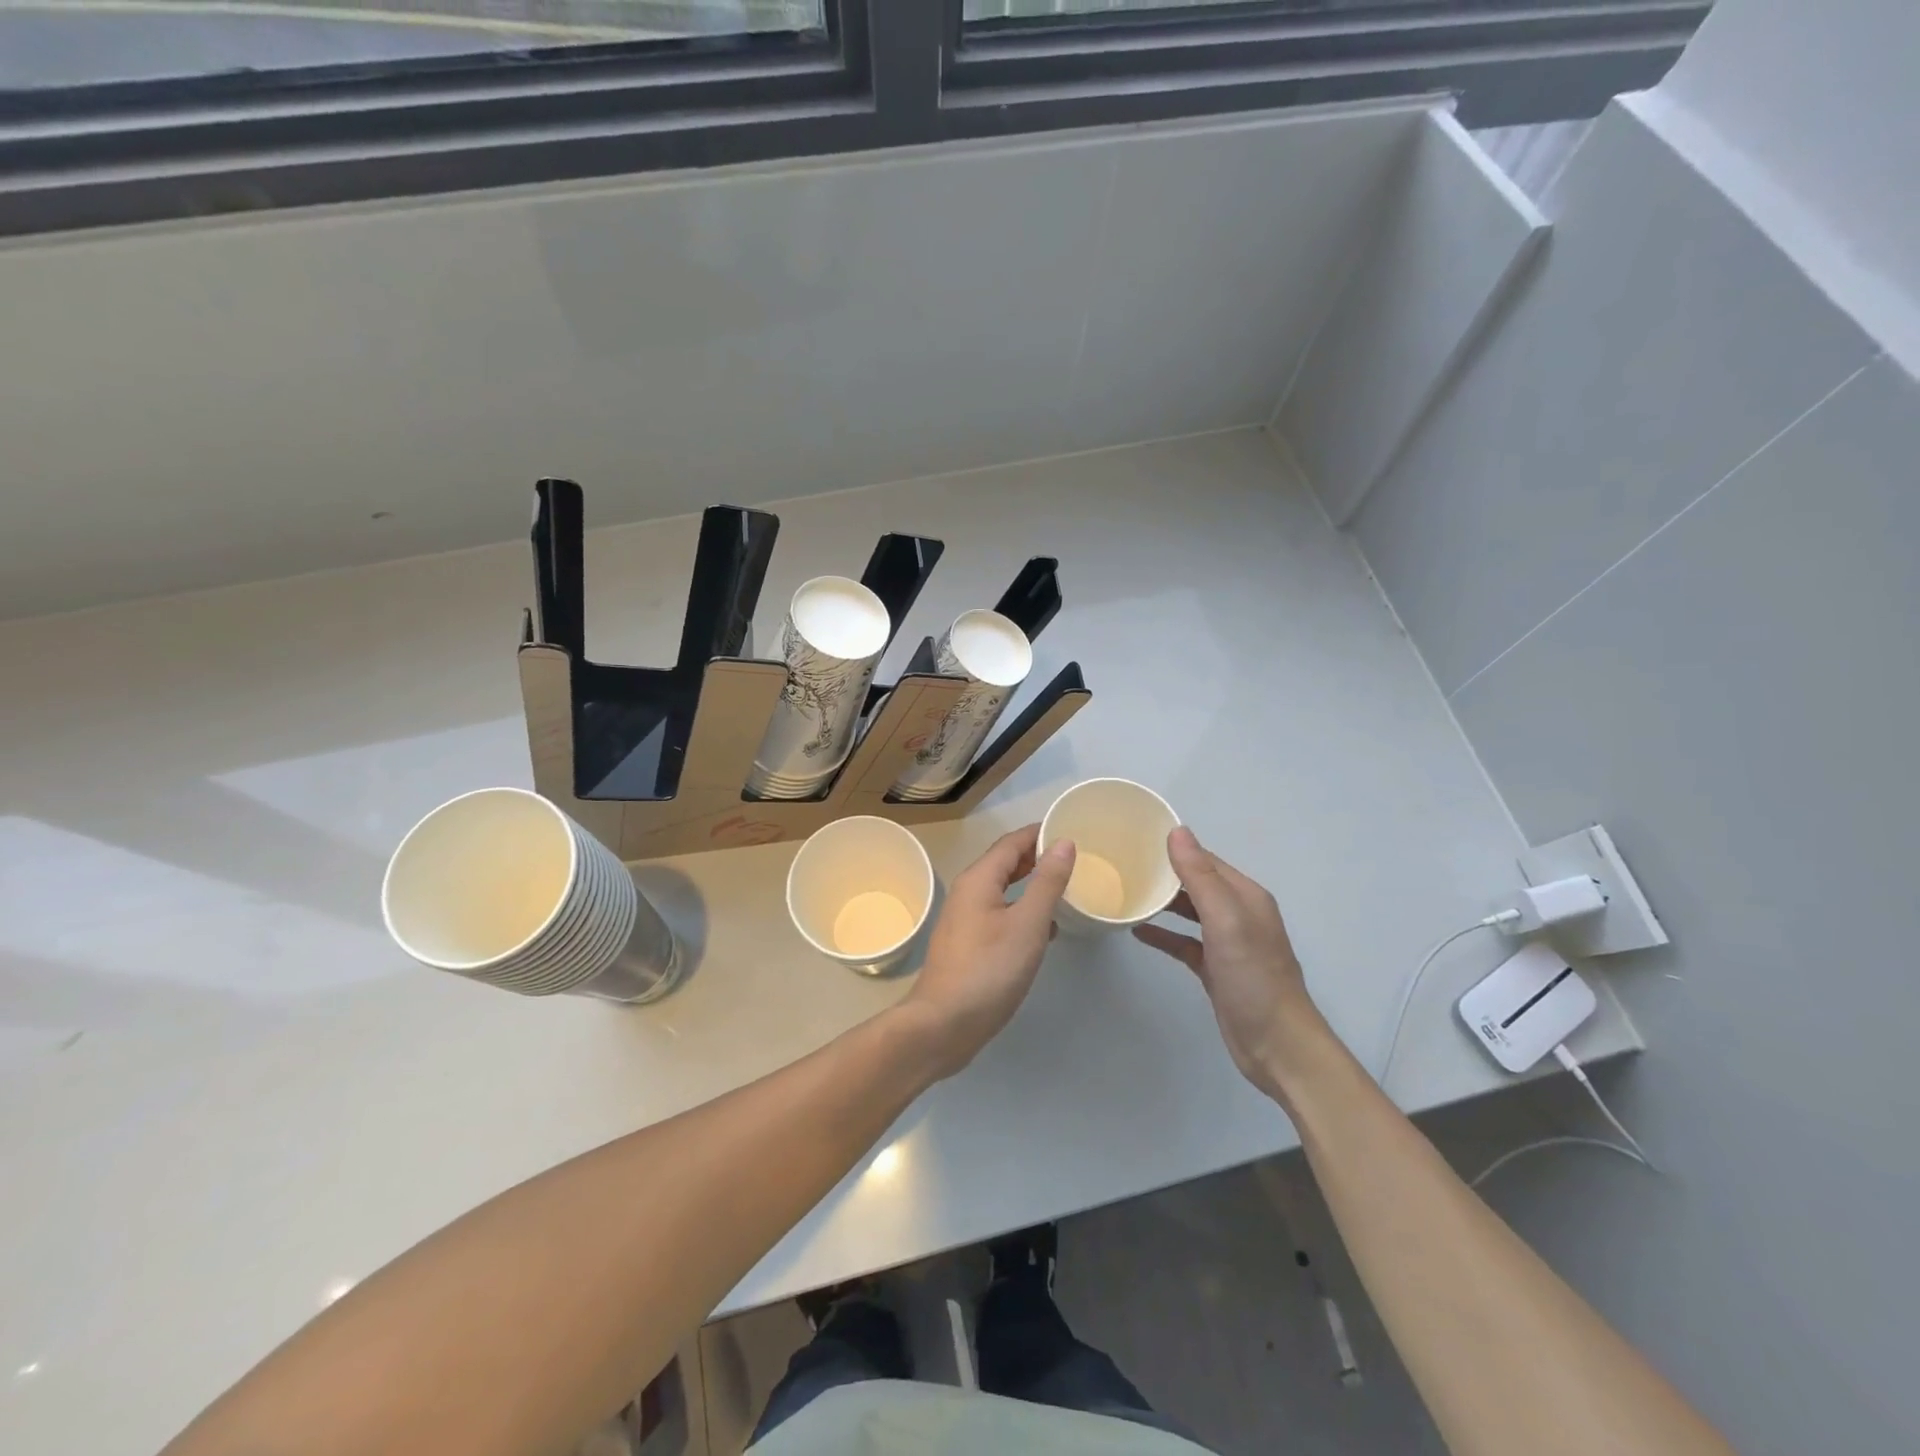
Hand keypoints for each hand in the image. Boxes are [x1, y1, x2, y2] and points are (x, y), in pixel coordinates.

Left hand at [899, 824, 1075, 1078]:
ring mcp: (966, 920)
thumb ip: (1047, 882)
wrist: (944, 1024)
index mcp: (979, 879)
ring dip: (1032, 885)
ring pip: (1003, 890)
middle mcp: (968, 893)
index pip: (1012, 842)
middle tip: (1074, 858)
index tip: (1072, 829)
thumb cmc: (989, 970)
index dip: (1040, 833)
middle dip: (1037, 857)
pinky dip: (1023, 911)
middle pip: (1005, 863)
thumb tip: (1063, 842)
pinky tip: (1045, 929)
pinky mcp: (969, 945)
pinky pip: (1000, 914)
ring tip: (1066, 889)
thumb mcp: (1027, 924)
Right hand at [1133, 826, 1323, 1094]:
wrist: (1277, 1045)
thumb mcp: (1226, 920)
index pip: (1205, 860)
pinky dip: (1164, 935)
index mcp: (1245, 896)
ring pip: (1189, 912)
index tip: (1135, 839)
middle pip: (1196, 883)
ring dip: (1162, 903)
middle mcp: (1238, 914)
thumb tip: (1177, 832)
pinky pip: (1184, 942)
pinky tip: (1138, 932)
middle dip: (1164, 873)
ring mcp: (1227, 943)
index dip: (1174, 848)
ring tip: (1126, 893)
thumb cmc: (1253, 977)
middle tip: (1122, 865)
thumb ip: (1200, 877)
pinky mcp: (1216, 969)